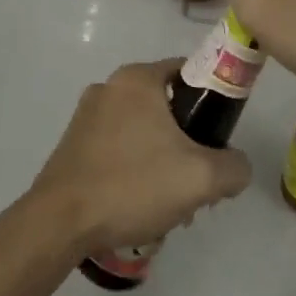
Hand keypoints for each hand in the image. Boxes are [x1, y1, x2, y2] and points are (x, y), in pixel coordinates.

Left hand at [20, 59, 251, 261]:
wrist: (60, 222)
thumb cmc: (132, 186)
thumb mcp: (202, 178)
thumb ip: (234, 167)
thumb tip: (236, 167)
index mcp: (137, 79)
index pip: (190, 73)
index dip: (213, 103)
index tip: (220, 138)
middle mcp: (109, 87)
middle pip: (167, 106)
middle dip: (188, 142)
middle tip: (199, 179)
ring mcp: (86, 115)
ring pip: (143, 131)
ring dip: (163, 160)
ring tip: (171, 201)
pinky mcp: (73, 143)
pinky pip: (119, 147)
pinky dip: (136, 168)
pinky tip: (141, 204)